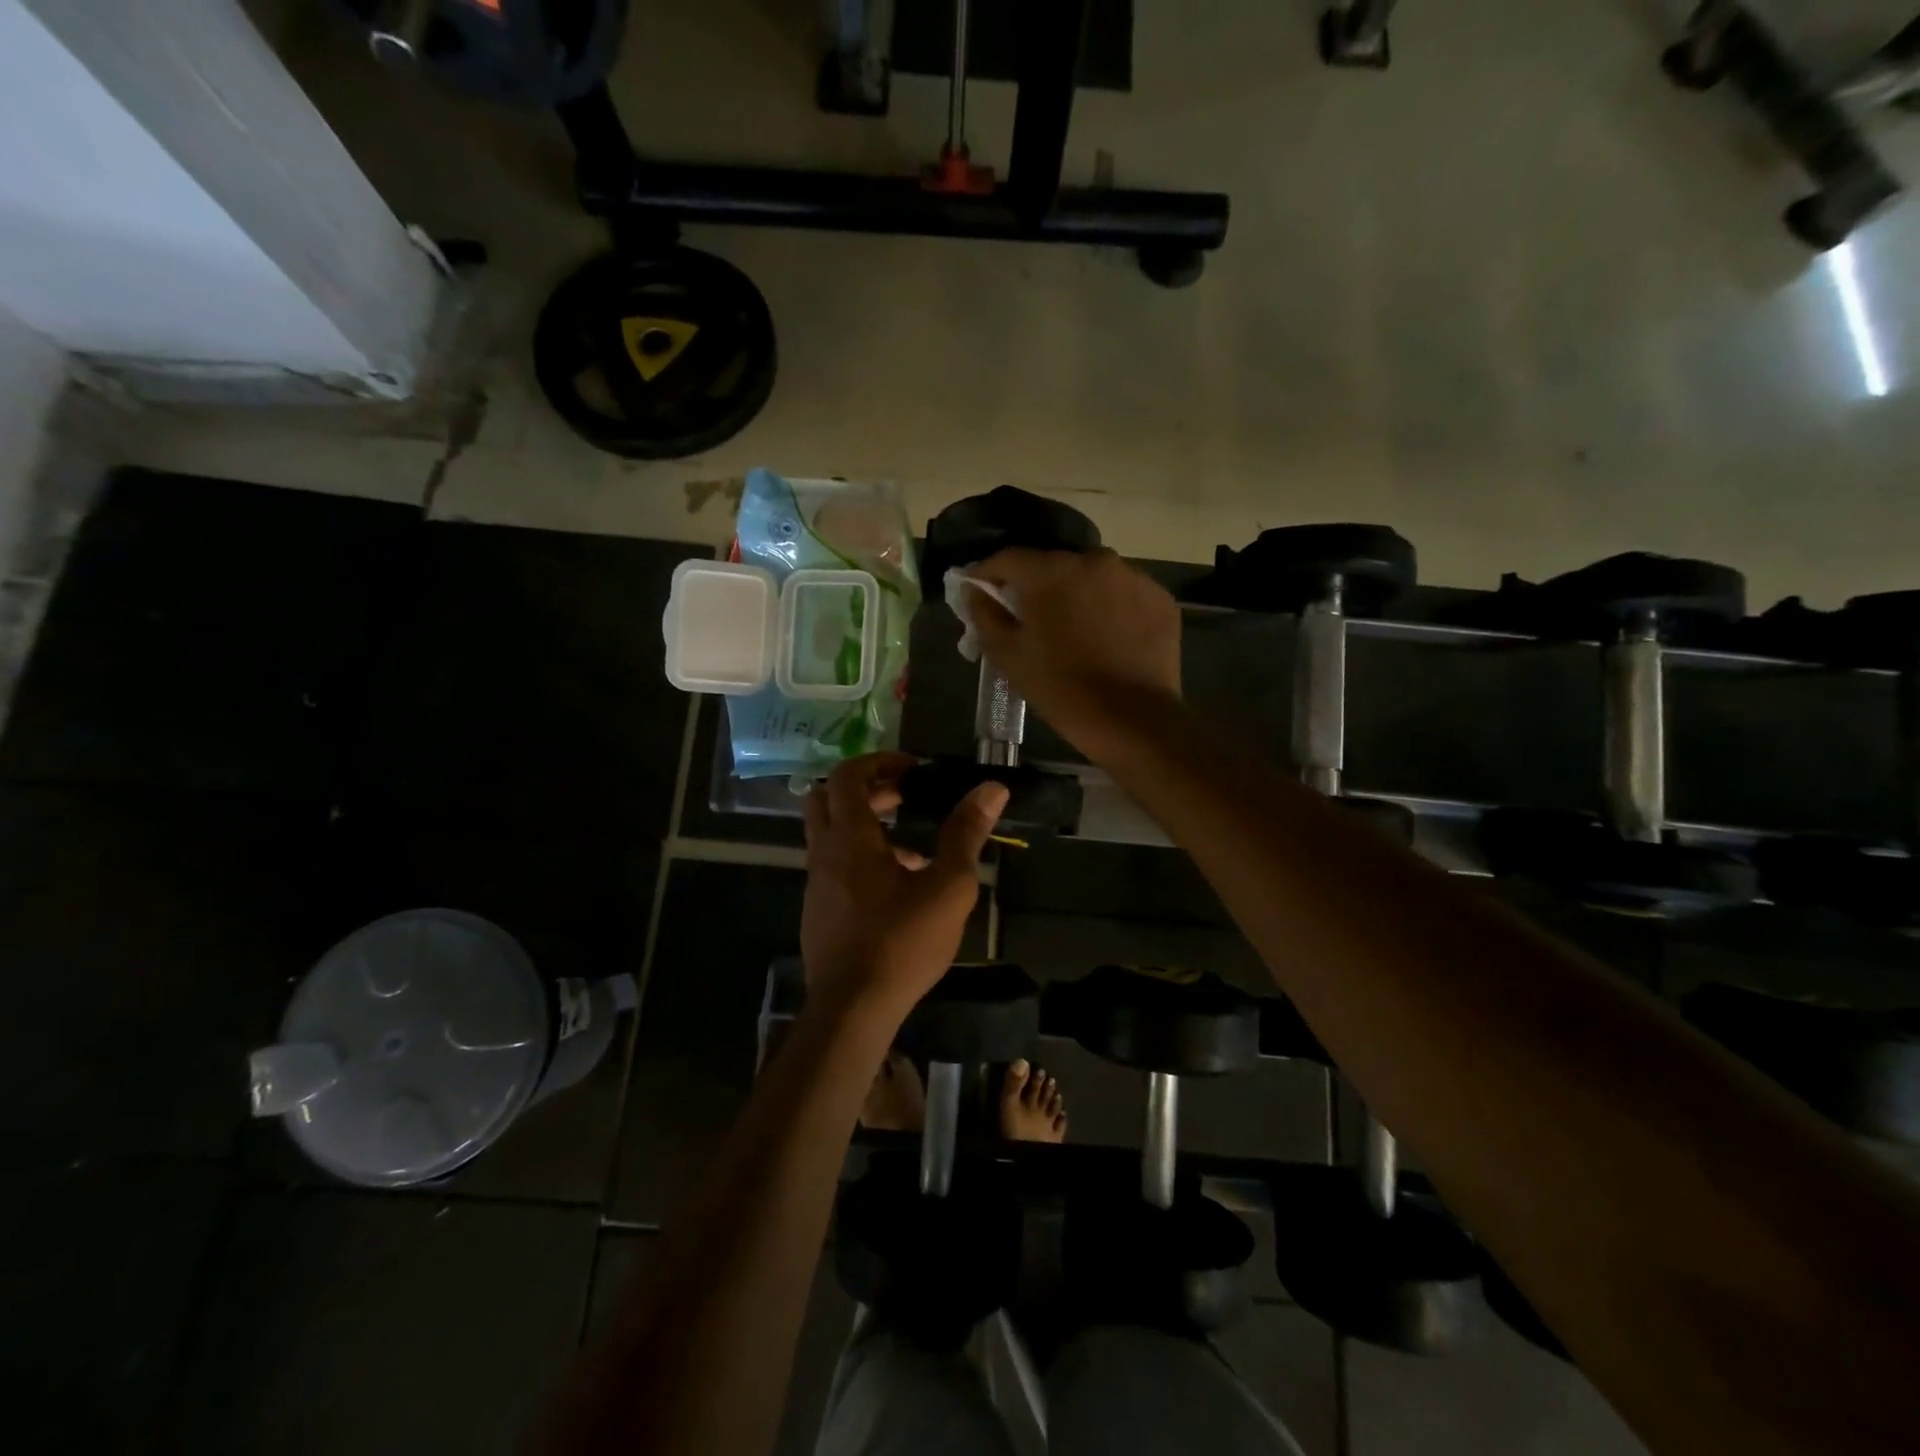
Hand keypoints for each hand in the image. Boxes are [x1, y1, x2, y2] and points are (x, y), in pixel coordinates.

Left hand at [801, 752, 1008, 1023]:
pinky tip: (898, 888)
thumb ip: (965, 834)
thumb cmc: (902, 942)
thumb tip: (992, 789)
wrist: (852, 1010)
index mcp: (850, 838)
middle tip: (905, 797)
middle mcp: (824, 853)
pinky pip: (833, 865)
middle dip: (866, 789)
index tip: (912, 770)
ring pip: (829, 834)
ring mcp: (815, 884)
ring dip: (864, 825)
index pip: (848, 776)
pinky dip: (858, 857)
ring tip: (912, 846)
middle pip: (828, 798)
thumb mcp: (947, 887)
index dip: (879, 762)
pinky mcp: (818, 910)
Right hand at [964, 547, 1181, 759]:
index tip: (978, 590)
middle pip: (1054, 565)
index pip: (1009, 559)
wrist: (1133, 720)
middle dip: (1036, 585)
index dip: (988, 574)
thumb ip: (985, 616)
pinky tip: (1107, 637)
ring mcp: (1133, 577)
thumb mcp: (1008, 656)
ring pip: (1092, 578)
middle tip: (1028, 615)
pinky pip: (1124, 594)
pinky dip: (1111, 608)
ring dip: (1077, 594)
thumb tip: (975, 592)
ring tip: (1072, 628)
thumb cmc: (1061, 688)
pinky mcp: (1160, 599)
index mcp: (1052, 571)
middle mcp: (1095, 560)